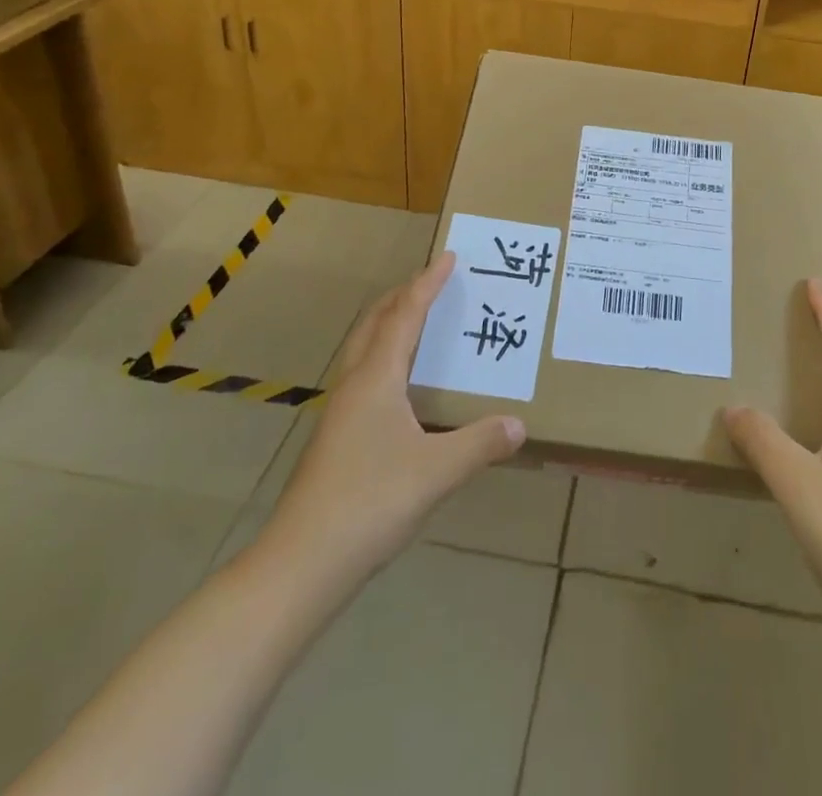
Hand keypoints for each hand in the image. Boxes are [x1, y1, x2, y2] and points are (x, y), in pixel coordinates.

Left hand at [257, 254, 525, 585]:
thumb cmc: (370, 502)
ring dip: (390, 324)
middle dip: (403, 295)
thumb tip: (520, 425)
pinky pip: (364, 374)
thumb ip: (480, 445)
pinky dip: (385, 356)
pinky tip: (401, 385)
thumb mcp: (436, 472)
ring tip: (418, 322)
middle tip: (431, 281)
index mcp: (377, 378)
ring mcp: (340, 411)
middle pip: (375, 322)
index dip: (427, 284)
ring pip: (365, 348)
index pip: (406, 316)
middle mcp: (355, 384)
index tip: (446, 257)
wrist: (301, 562)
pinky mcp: (336, 436)